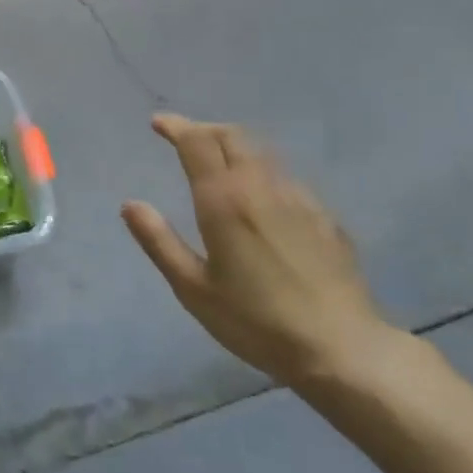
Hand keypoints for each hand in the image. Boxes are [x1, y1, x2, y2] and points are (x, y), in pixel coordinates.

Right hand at [121, 116, 394, 388]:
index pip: (197, 143)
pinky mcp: (325, 219)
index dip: (176, 127)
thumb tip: (130, 204)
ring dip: (234, 148)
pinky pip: (287, 179)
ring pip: (262, 155)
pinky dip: (262, 174)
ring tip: (218, 163)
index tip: (158, 123)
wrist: (342, 349)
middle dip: (205, 129)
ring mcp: (299, 200)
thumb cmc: (256, 321)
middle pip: (233, 137)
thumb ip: (159, 241)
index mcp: (224, 201)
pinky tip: (261, 199)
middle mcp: (261, 188)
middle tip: (184, 138)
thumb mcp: (193, 288)